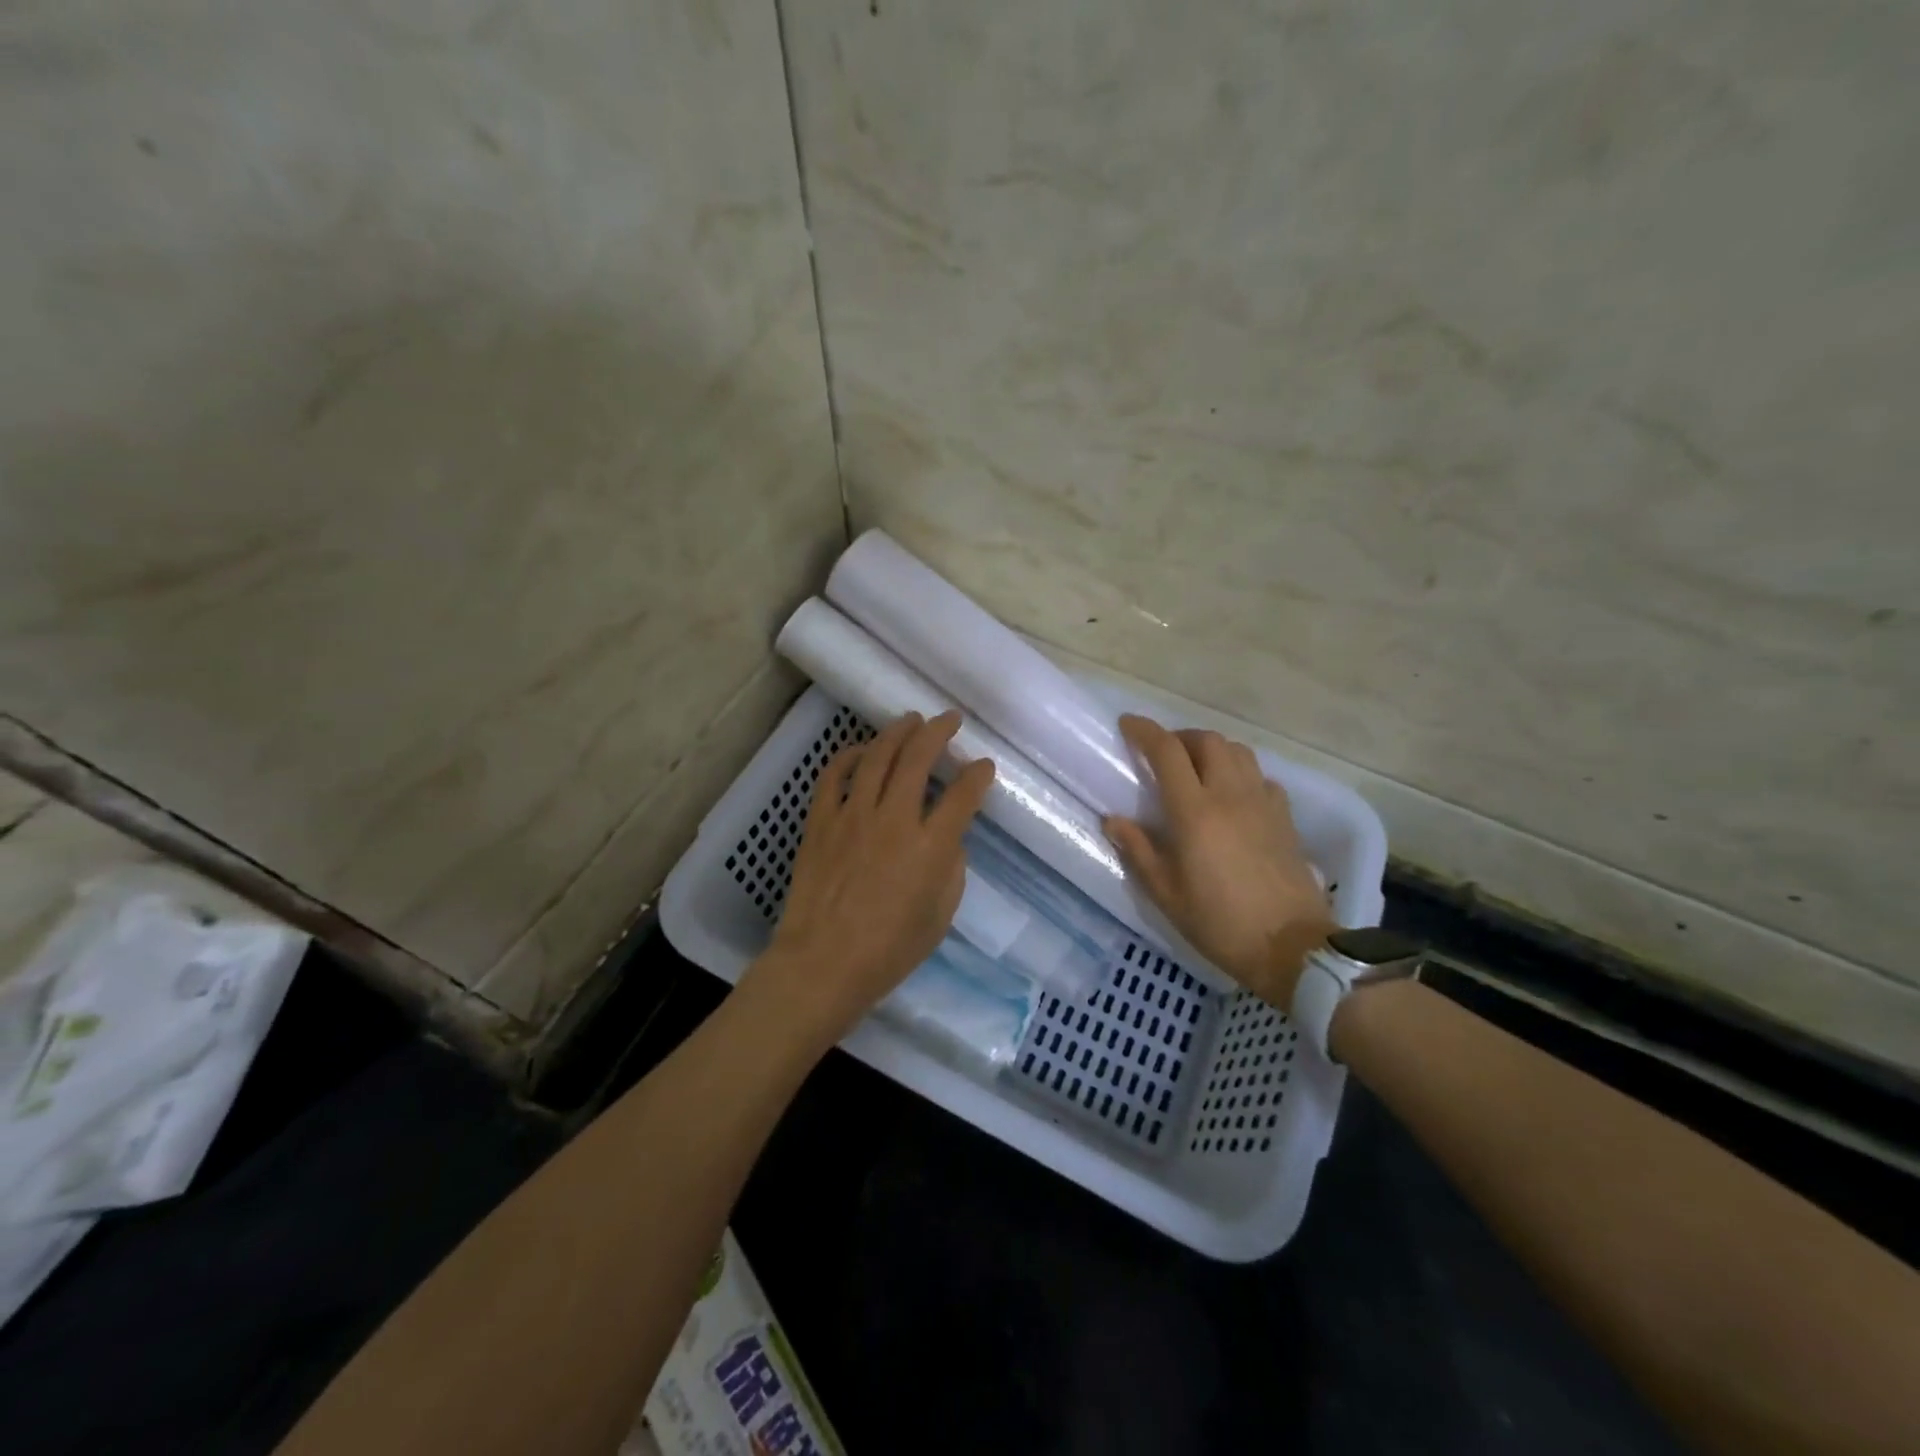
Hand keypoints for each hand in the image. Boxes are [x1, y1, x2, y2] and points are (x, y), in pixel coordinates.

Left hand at [742, 711, 996, 1050]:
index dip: (978, 775)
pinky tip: (860, 750)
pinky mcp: (821, 821)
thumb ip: (950, 868)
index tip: (984, 766)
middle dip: (938, 732)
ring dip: (897, 733)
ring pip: (877, 756)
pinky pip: (833, 776)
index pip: (963, 795)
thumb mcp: (940, 916)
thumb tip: (946, 838)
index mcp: (930, 847)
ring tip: (910, 721)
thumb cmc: (889, 951)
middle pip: (918, 758)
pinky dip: (848, 756)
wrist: (822, 964)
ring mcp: (852, 816)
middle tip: (949, 720)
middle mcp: (894, 820)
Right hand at [1104, 715, 1333, 1010]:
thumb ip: (1138, 850)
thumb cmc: (1220, 923)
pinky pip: (1260, 777)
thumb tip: (1113, 820)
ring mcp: (1263, 803)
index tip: (1127, 724)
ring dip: (1211, 749)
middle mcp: (1230, 795)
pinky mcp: (1285, 818)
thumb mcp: (1166, 894)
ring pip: (1238, 752)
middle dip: (1180, 737)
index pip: (1167, 752)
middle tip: (1162, 752)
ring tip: (1196, 768)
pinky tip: (1233, 795)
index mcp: (1195, 812)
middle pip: (1207, 740)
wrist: (1292, 948)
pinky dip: (1240, 773)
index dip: (1145, 731)